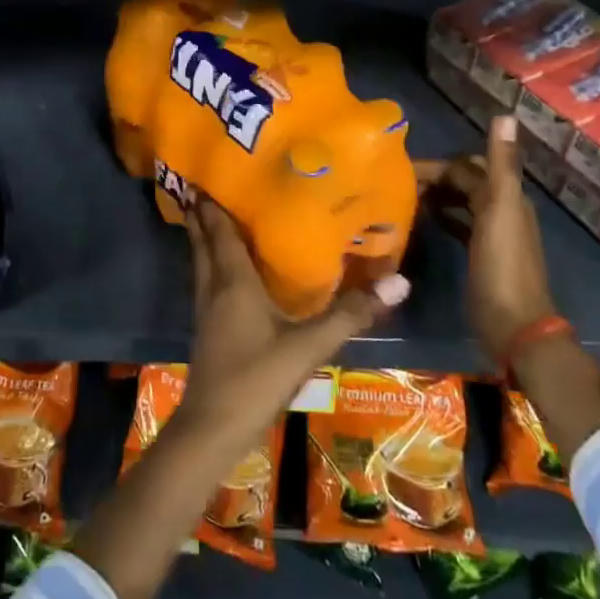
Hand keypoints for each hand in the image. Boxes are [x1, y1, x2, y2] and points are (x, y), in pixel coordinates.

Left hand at [178, 198, 408, 449]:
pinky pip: (204, 279)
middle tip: (206, 182)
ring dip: (202, 235)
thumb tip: (399, 280)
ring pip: (200, 259)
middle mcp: (213, 286)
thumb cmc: (257, 378)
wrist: (214, 426)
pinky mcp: (206, 326)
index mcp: (233, 281)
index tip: (210, 172)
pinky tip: (224, 267)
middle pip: (203, 240)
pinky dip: (209, 261)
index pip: (220, 230)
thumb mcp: (309, 346)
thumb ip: (350, 314)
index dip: (213, 202)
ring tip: (211, 213)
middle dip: (202, 212)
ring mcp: (205, 307)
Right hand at [416, 115, 554, 362]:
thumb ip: (500, 165)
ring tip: (403, 198)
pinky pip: (459, 225)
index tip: (400, 170)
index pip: (467, 166)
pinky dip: (442, 217)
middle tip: (397, 183)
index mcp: (507, 197)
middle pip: (465, 181)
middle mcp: (502, 210)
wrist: (514, 326)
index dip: (437, 165)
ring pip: (461, 202)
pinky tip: (422, 221)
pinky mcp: (481, 256)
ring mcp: (492, 235)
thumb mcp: (499, 210)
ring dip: (437, 195)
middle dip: (436, 177)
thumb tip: (505, 114)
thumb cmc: (501, 267)